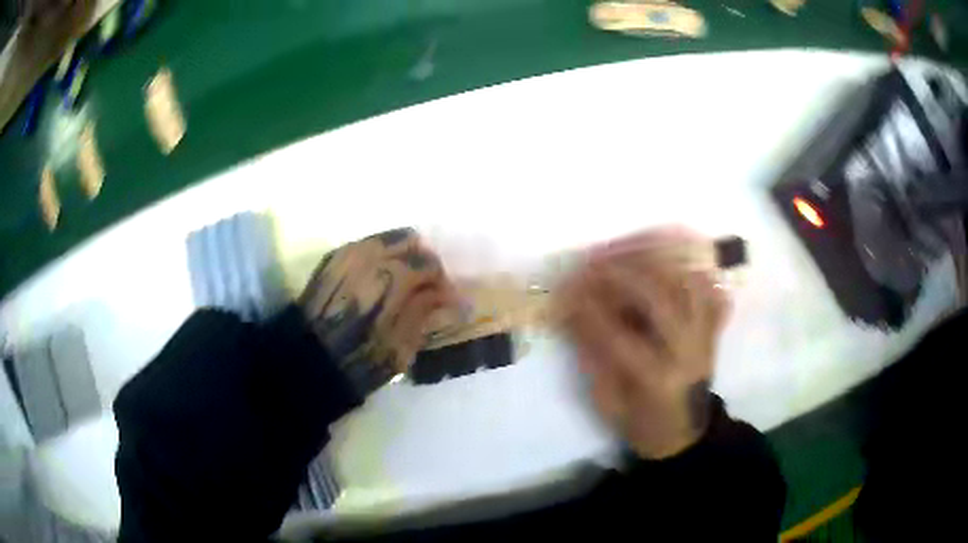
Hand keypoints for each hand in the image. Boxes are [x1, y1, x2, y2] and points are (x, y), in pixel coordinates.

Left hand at [299, 228, 458, 394]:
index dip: (442, 283)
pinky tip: (378, 277)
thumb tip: (447, 296)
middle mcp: (371, 255)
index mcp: (392, 278)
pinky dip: (379, 256)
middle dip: (423, 261)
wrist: (307, 360)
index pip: (430, 265)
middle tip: (426, 286)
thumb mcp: (401, 348)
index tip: (445, 300)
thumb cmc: (357, 361)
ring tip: (402, 281)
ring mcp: (348, 253)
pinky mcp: (332, 258)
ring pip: (387, 238)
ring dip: (401, 255)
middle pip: (410, 240)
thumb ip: (424, 312)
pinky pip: (366, 244)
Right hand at [554, 228, 728, 458]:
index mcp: (656, 379)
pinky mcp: (714, 330)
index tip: (563, 291)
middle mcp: (687, 352)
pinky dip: (691, 269)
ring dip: (654, 261)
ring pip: (686, 283)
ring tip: (624, 251)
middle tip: (590, 262)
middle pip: (658, 297)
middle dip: (619, 273)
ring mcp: (705, 337)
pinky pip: (710, 289)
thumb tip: (572, 312)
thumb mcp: (607, 402)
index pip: (617, 334)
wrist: (684, 434)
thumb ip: (592, 356)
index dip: (587, 309)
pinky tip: (668, 259)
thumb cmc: (641, 425)